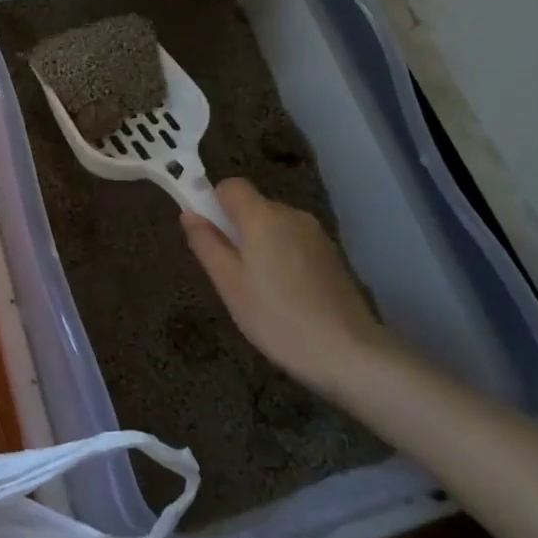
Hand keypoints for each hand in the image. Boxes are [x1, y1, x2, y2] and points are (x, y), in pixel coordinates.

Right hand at [181, 178, 392, 396]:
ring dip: (261, 244)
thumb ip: (206, 244)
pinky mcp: (332, 255)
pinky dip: (284, 257)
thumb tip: (189, 214)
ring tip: (260, 289)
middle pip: (254, 206)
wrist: (348, 352)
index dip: (214, 202)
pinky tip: (287, 295)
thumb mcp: (229, 284)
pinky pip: (295, 242)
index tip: (210, 235)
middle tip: (231, 272)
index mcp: (262, 216)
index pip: (231, 185)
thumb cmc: (277, 317)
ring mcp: (316, 234)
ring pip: (275, 226)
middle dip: (237, 229)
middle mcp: (291, 214)